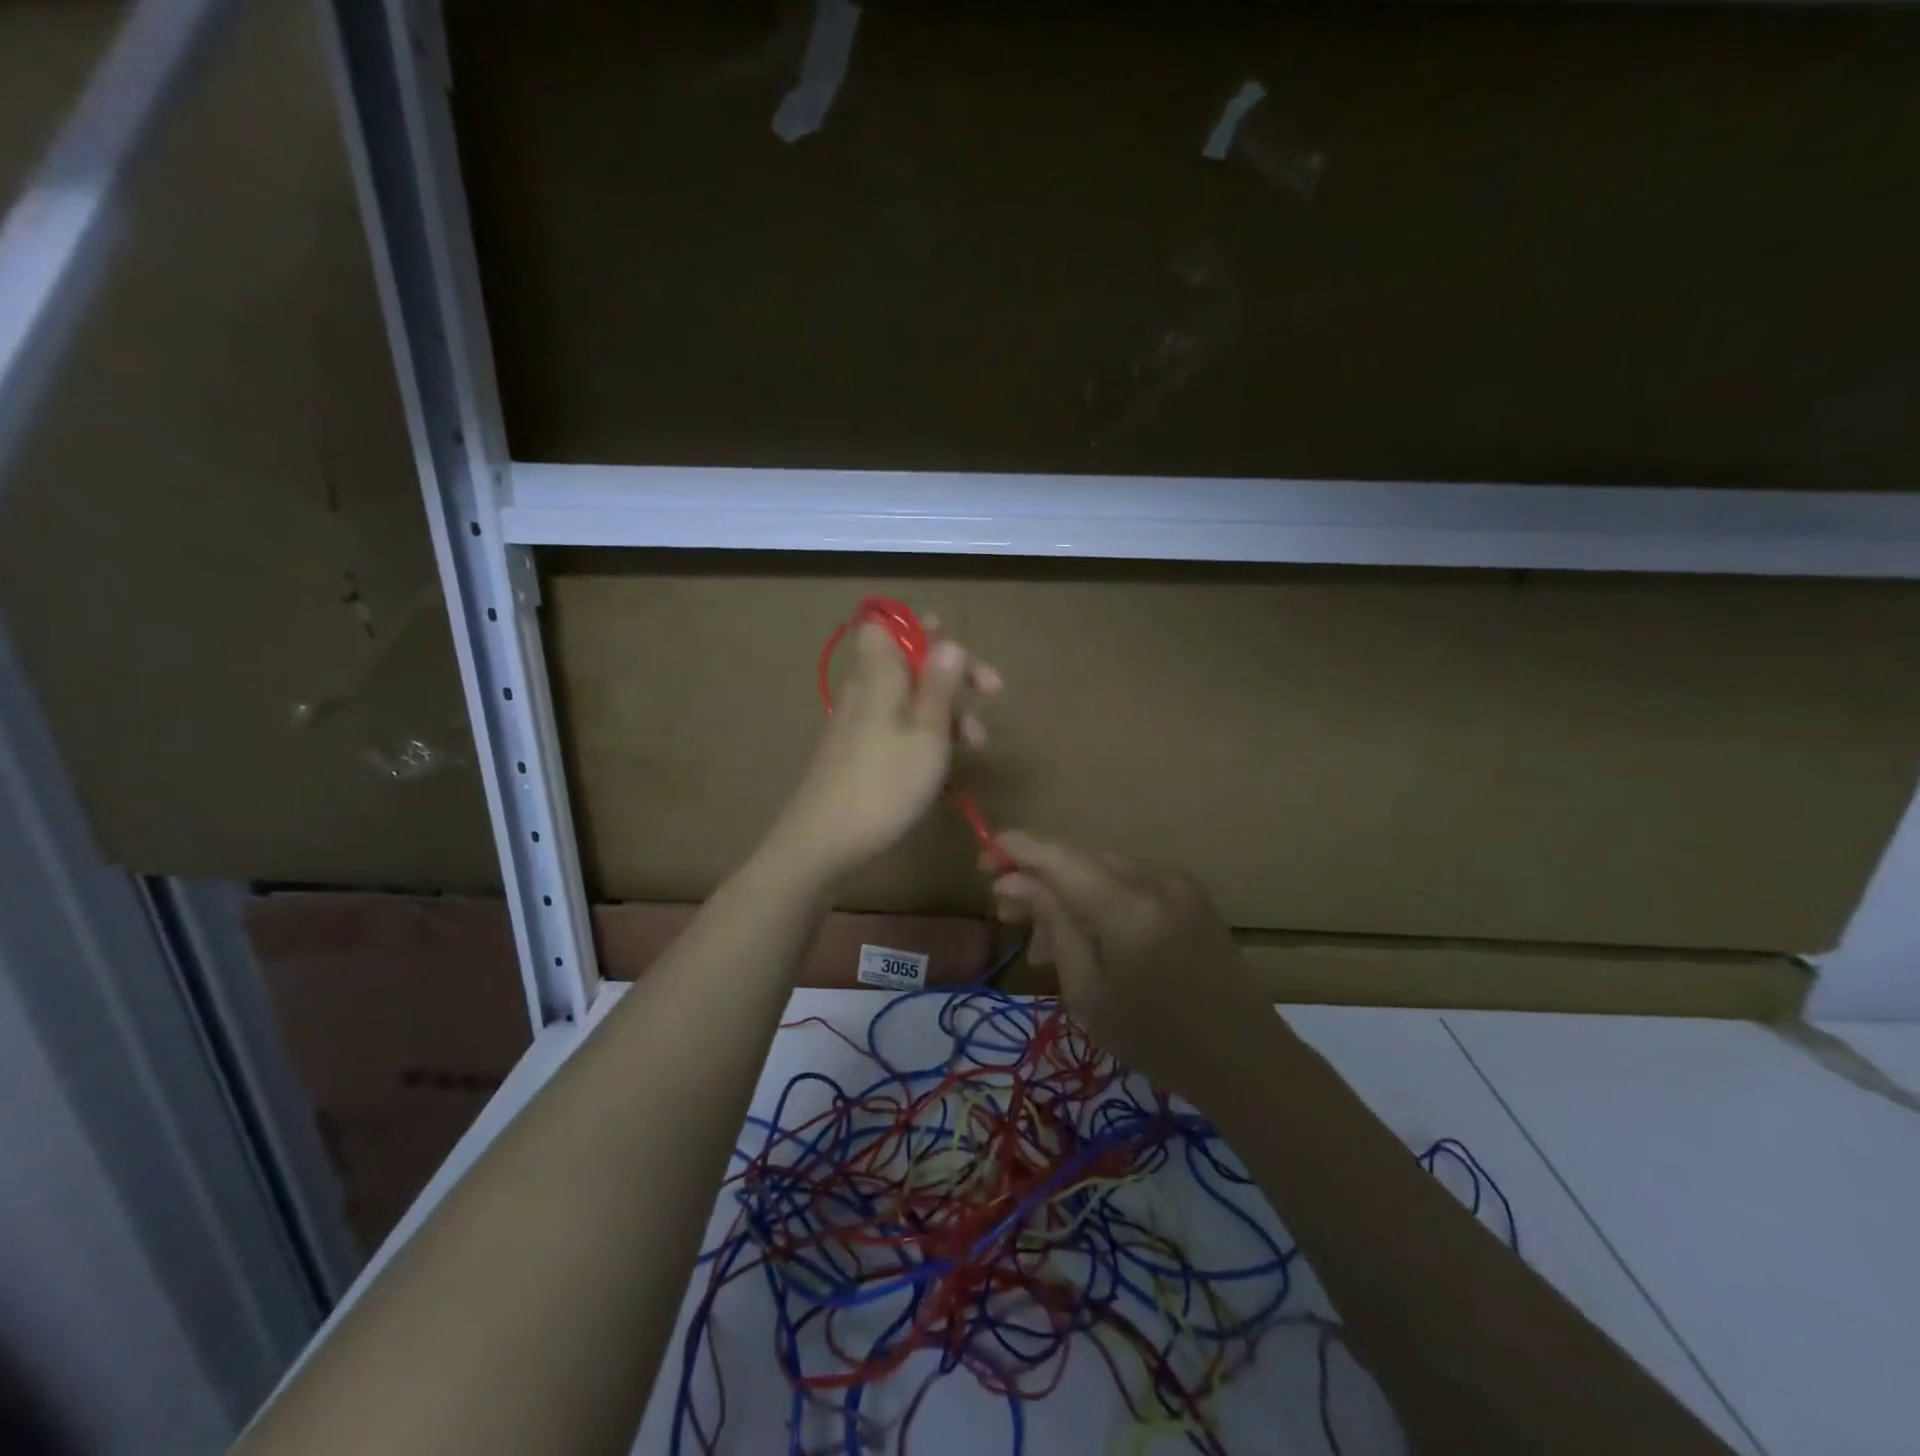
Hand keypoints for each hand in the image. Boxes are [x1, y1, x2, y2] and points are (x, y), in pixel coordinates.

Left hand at [767, 617, 1000, 883]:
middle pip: (909, 662)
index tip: (956, 649)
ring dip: (947, 711)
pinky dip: (926, 735)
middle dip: (952, 674)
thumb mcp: (926, 733)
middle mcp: (866, 690)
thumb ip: (939, 685)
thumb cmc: (885, 783)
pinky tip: (946, 763)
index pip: (887, 625)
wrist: (824, 841)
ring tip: (977, 743)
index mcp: (879, 674)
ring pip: (909, 698)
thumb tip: (949, 643)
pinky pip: (898, 727)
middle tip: (991, 692)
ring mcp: (860, 722)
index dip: (921, 629)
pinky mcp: (859, 752)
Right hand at [989, 833, 1268, 1097]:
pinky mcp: (1189, 893)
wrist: (1245, 1059)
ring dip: (1066, 893)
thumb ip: (1052, 924)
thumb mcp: (1088, 992)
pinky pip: (1129, 881)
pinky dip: (1098, 899)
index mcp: (1128, 907)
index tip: (981, 860)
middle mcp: (1155, 879)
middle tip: (1007, 916)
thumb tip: (1011, 880)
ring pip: (1101, 869)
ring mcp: (1178, 882)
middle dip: (1037, 879)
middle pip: (1078, 858)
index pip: (1058, 855)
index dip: (1015, 848)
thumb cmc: (1157, 1040)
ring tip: (1044, 945)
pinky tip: (1087, 937)